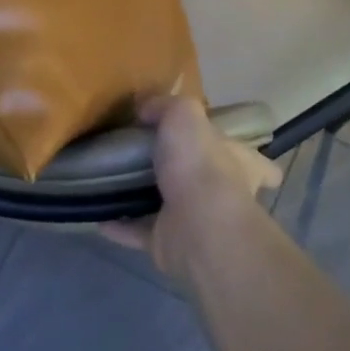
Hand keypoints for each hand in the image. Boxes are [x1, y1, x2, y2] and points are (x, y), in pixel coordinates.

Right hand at [102, 95, 280, 282]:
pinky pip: (138, 231)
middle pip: (207, 181)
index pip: (252, 159)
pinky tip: (97, 213)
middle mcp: (223, 194)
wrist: (196, 226)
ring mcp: (196, 223)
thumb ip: (165, 106)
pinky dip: (119, 225)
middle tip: (147, 158)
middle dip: (183, 173)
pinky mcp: (168, 244)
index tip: (223, 148)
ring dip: (144, 199)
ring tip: (114, 182)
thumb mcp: (184, 115)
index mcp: (239, 163)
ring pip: (169, 207)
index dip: (242, 154)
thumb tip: (145, 108)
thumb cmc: (200, 165)